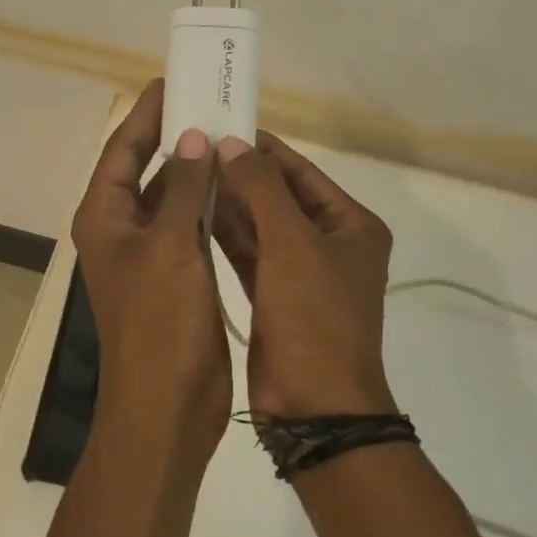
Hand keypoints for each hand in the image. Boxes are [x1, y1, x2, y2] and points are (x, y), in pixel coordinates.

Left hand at [71, 81, 232, 470]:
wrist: (167, 408)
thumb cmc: (160, 324)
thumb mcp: (171, 247)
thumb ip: (183, 188)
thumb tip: (192, 138)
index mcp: (104, 217)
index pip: (121, 150)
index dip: (144, 115)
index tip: (170, 81)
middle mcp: (122, 229)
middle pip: (145, 169)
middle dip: (174, 136)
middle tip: (209, 101)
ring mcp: (150, 253)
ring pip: (172, 196)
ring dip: (196, 168)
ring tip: (229, 133)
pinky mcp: (178, 274)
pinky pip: (192, 224)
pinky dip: (210, 202)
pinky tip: (237, 183)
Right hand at [212, 133, 397, 418]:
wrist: (315, 410)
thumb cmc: (314, 318)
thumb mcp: (291, 244)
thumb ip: (261, 188)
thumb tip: (233, 144)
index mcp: (351, 226)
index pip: (301, 172)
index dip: (262, 149)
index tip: (220, 127)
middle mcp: (330, 244)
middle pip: (278, 197)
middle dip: (239, 175)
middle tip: (192, 149)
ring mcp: (301, 274)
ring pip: (260, 226)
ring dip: (228, 203)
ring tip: (185, 174)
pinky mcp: (275, 298)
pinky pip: (248, 255)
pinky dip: (225, 236)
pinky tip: (192, 214)